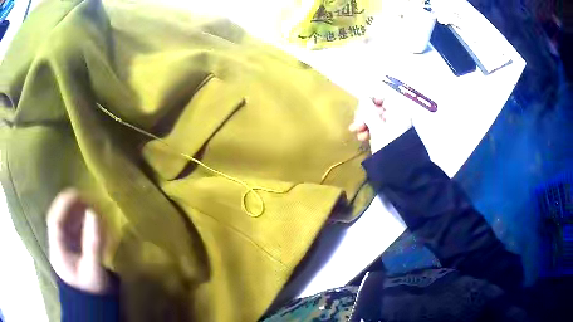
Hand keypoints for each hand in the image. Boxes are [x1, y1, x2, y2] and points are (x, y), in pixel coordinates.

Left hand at [47, 190, 111, 293]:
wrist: (94, 306)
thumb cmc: (92, 289)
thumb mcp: (93, 268)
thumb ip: (92, 242)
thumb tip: (94, 213)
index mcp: (57, 250)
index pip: (55, 220)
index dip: (64, 204)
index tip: (78, 193)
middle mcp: (58, 245)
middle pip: (60, 219)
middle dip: (72, 207)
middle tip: (88, 199)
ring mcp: (64, 248)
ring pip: (67, 224)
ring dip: (78, 214)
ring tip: (92, 208)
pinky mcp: (72, 251)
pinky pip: (74, 232)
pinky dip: (83, 224)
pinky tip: (93, 222)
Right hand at [349, 94, 412, 152]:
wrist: (401, 171)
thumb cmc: (388, 146)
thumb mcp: (376, 128)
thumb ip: (368, 111)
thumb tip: (363, 97)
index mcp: (398, 111)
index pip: (383, 97)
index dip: (369, 101)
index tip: (359, 109)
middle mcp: (398, 117)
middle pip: (378, 109)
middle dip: (365, 116)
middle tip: (355, 125)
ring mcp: (396, 128)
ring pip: (377, 120)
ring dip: (365, 125)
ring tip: (357, 134)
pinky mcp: (392, 138)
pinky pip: (379, 130)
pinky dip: (370, 132)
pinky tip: (362, 138)